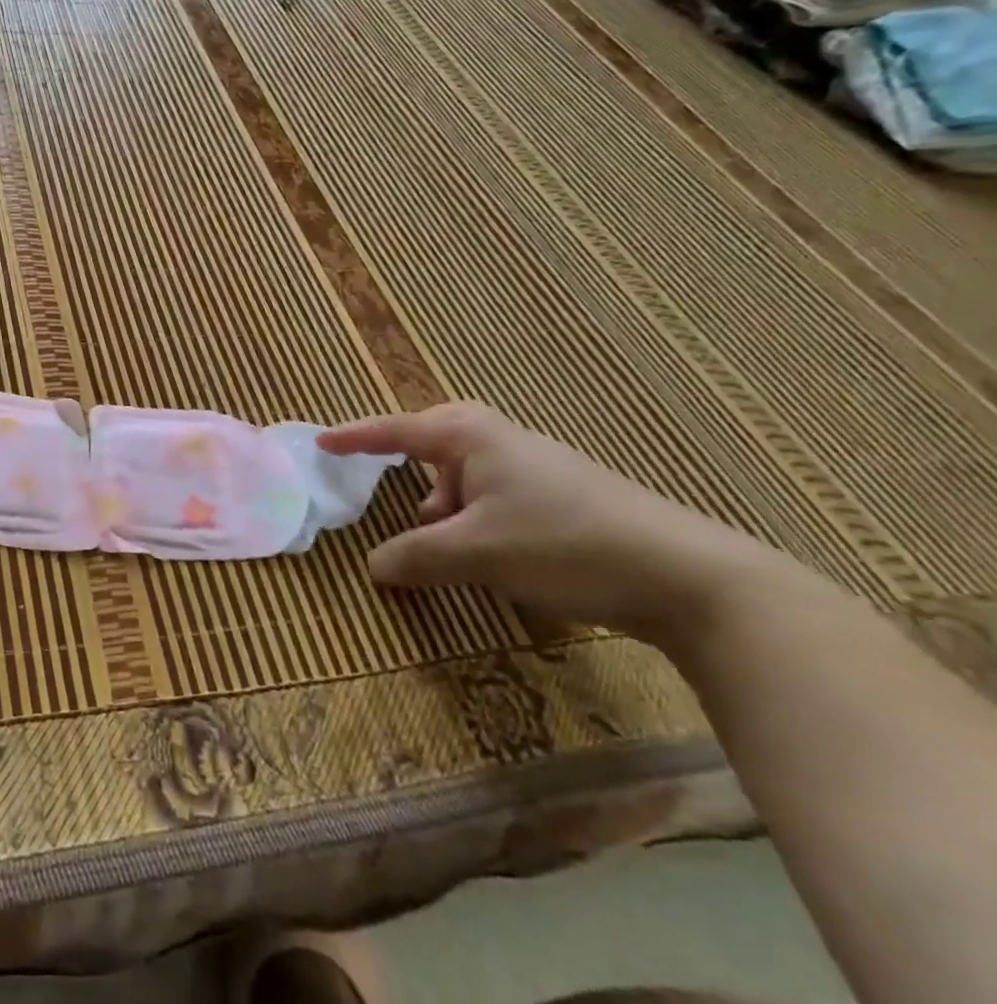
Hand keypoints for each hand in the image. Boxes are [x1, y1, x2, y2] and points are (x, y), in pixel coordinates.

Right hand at [320, 402, 787, 642]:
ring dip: (446, 504)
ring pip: (467, 475)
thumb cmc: (562, 543)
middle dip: (408, 463)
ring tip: (442, 541)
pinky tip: (488, 554)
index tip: (320, 442)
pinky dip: (476, 518)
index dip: (355, 437)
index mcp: (470, 435)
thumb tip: (374, 565)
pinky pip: (495, 496)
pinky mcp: (562, 496)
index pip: (395, 430)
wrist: (687, 577)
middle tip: (384, 481)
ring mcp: (536, 466)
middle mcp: (500, 439)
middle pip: (435, 441)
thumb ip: (416, 556)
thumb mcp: (475, 553)